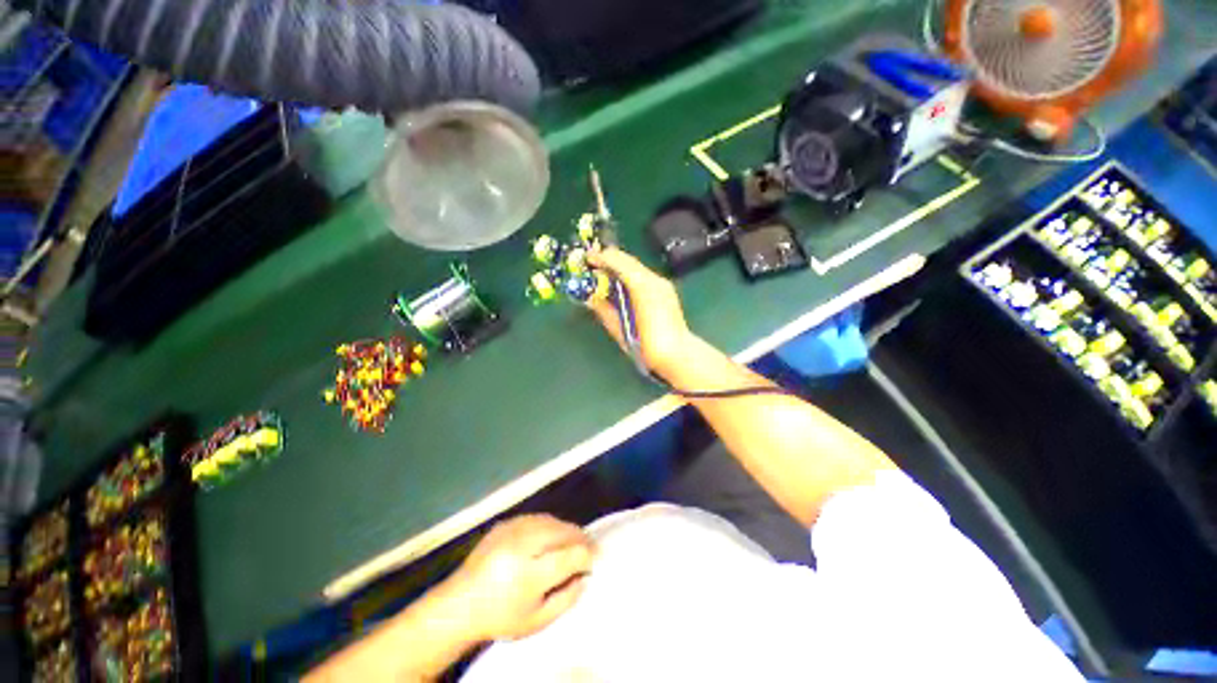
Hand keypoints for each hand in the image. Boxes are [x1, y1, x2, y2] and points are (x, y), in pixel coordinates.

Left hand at [445, 514, 594, 641]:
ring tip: (573, 540)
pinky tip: (552, 536)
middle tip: (589, 547)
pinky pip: (537, 518)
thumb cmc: (500, 617)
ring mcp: (512, 530)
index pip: (570, 556)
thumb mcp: (538, 620)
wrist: (459, 604)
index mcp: (529, 574)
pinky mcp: (506, 523)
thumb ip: (567, 598)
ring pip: (552, 521)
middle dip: (580, 537)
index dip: (587, 555)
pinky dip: (550, 525)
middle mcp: (521, 545)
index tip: (595, 560)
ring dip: (567, 529)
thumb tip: (586, 575)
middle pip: (563, 531)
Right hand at [586, 247, 695, 378]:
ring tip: (604, 275)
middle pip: (628, 260)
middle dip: (609, 260)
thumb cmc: (647, 346)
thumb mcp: (619, 329)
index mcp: (641, 286)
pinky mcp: (666, 290)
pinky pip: (643, 275)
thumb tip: (590, 298)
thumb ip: (604, 310)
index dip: (600, 258)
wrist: (678, 355)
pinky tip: (622, 286)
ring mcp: (662, 284)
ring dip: (619, 267)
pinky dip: (629, 275)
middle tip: (592, 266)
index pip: (617, 261)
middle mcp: (653, 279)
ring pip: (636, 266)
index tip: (586, 260)